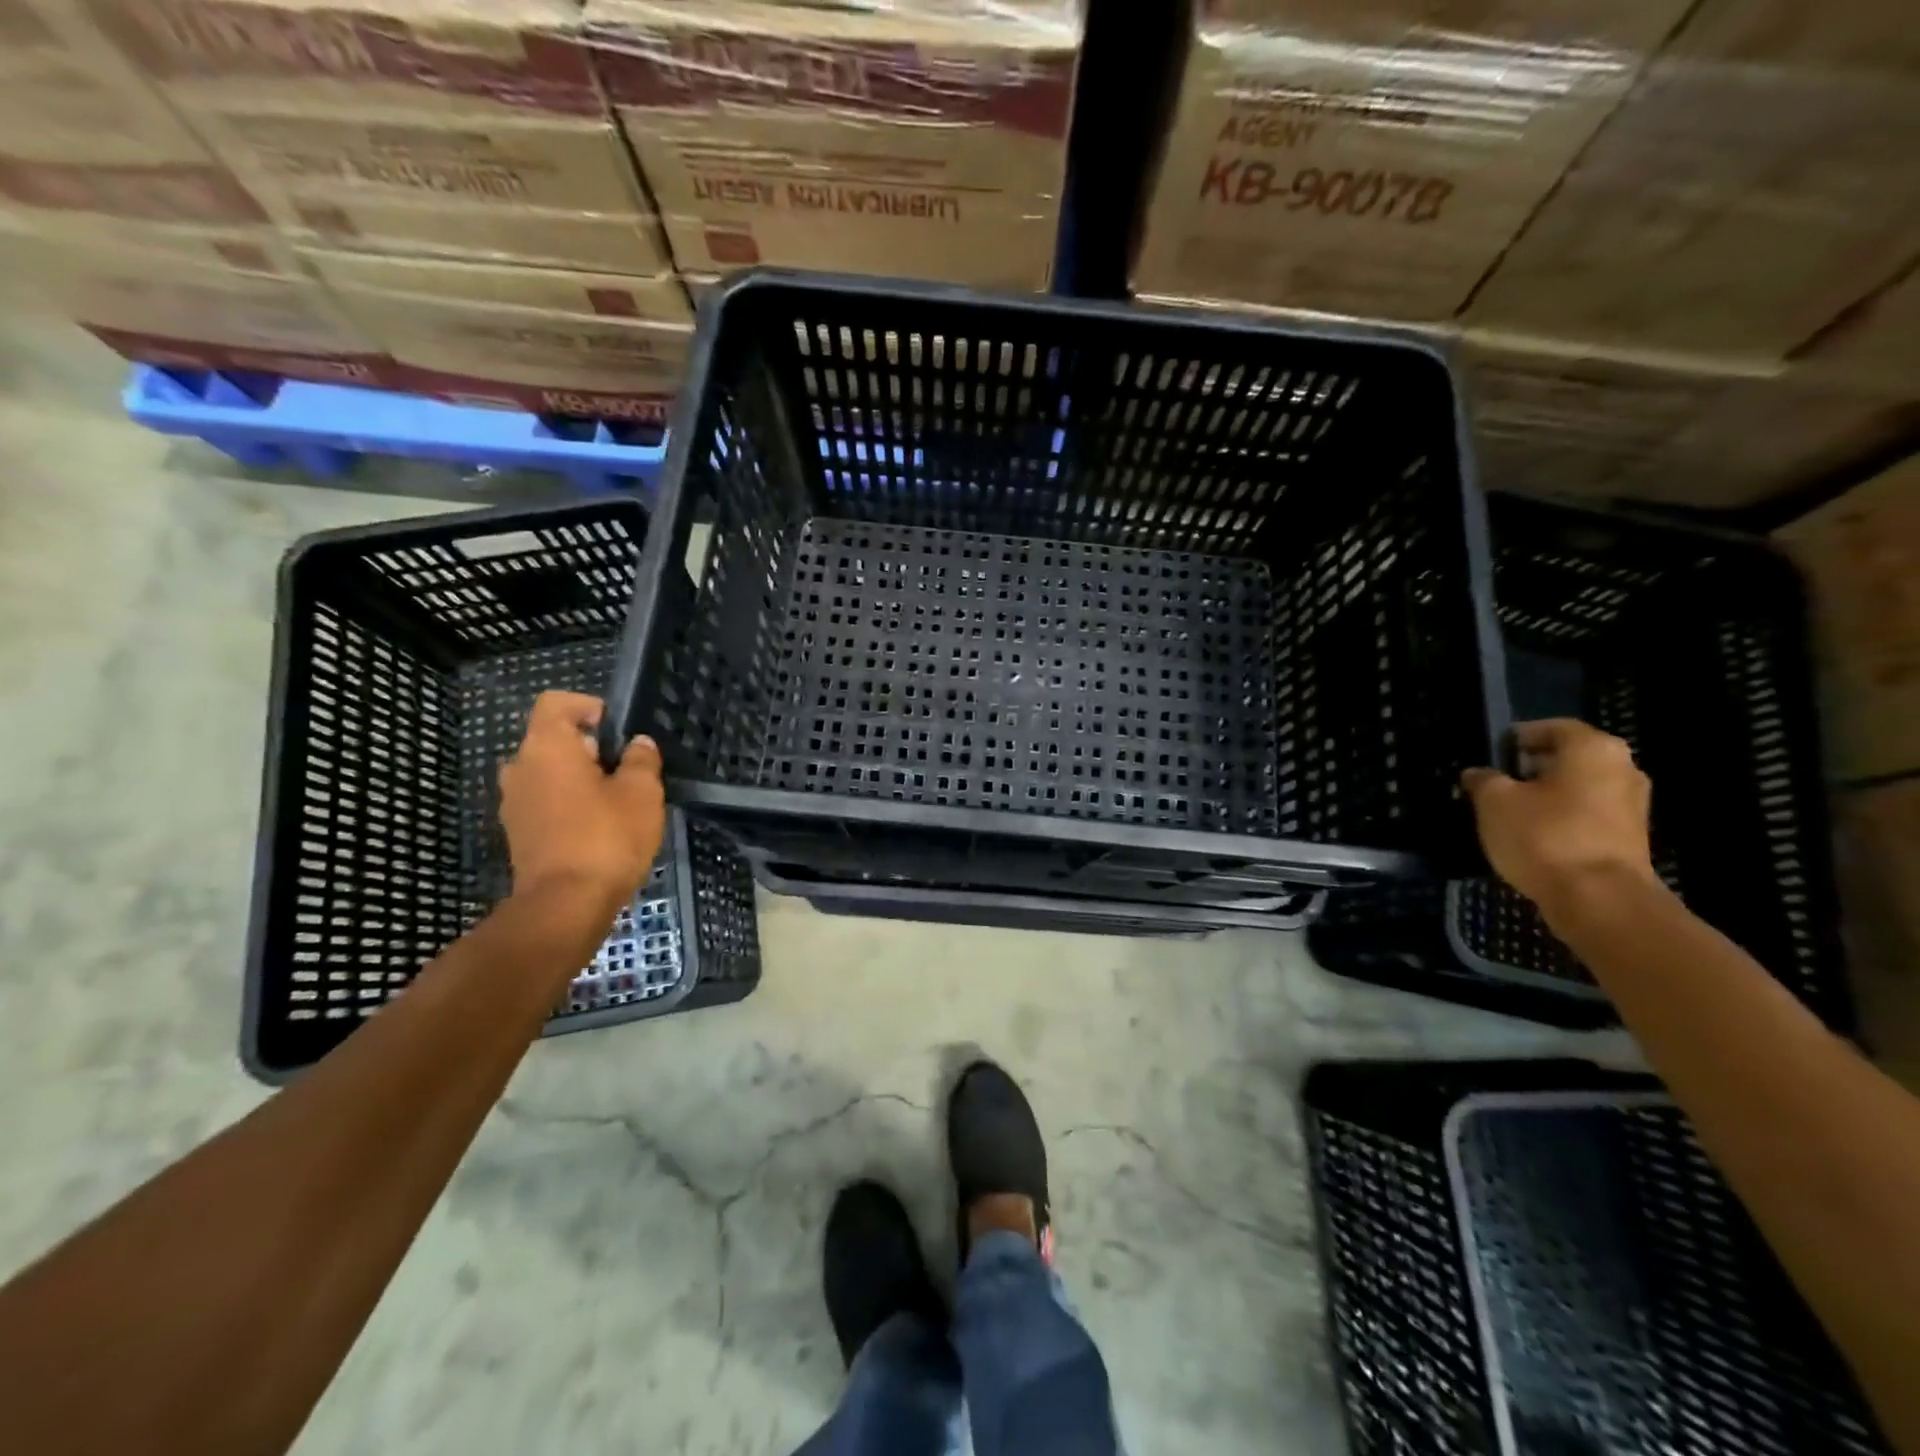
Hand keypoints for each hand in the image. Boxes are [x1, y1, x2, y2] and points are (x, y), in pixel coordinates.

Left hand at [498, 692, 664, 914]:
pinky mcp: (519, 834)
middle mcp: (520, 768)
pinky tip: (599, 828)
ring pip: (549, 774)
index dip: (587, 706)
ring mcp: (514, 803)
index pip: (556, 704)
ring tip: (615, 801)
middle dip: (589, 748)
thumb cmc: (606, 838)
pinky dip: (568, 805)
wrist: (565, 905)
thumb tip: (638, 745)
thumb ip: (641, 761)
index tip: (615, 728)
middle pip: (552, 740)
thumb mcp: (642, 794)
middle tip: (625, 769)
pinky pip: (545, 802)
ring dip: (579, 779)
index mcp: (547, 748)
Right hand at [1461, 718, 1658, 913]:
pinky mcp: (1630, 837)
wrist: (1599, 900)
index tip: (1492, 752)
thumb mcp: (1494, 802)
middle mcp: (1623, 769)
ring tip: (1511, 810)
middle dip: (1533, 766)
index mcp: (1592, 749)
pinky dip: (1562, 817)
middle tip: (1498, 780)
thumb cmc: (1544, 836)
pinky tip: (1534, 834)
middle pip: (1570, 757)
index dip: (1518, 737)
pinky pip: (1588, 814)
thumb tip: (1479, 774)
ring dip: (1547, 793)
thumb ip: (1484, 780)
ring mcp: (1632, 805)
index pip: (1552, 728)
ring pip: (1580, 787)